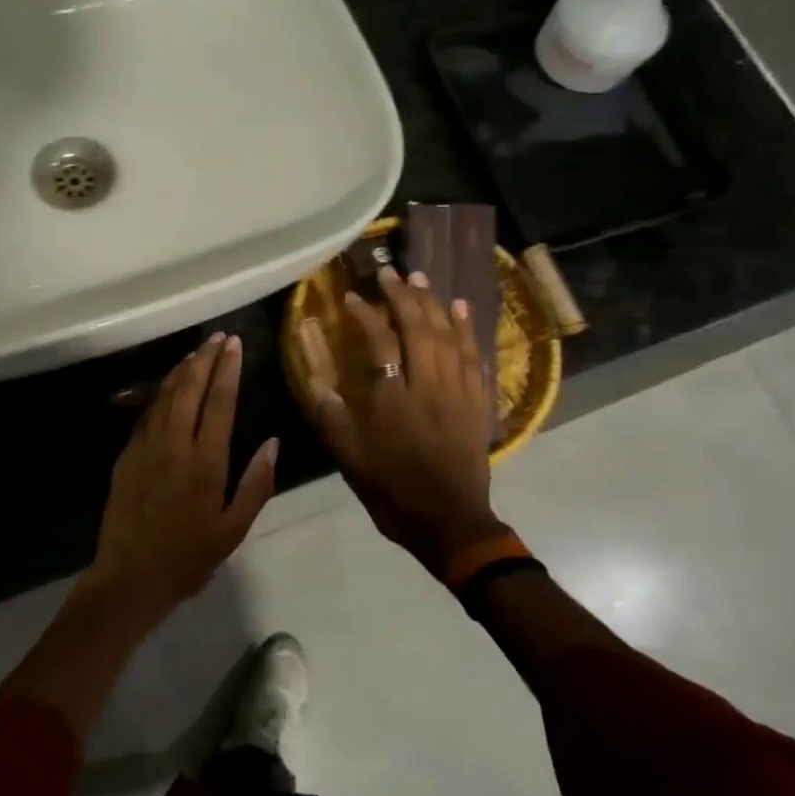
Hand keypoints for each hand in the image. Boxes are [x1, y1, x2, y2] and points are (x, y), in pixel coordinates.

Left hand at [90, 332, 279, 613]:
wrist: (130, 578)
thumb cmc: (189, 557)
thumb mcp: (233, 529)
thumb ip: (256, 484)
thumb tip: (273, 443)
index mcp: (205, 462)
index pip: (219, 403)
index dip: (228, 370)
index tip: (234, 345)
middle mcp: (174, 445)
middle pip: (189, 389)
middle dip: (204, 359)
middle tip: (217, 338)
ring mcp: (146, 447)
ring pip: (164, 396)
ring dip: (181, 371)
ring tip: (195, 353)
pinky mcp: (127, 455)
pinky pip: (147, 414)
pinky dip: (160, 394)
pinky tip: (168, 388)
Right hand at [300, 266, 507, 574]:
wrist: (450, 522)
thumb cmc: (392, 490)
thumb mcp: (349, 458)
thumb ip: (331, 416)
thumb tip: (316, 379)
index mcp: (393, 398)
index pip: (380, 341)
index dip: (366, 315)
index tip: (353, 298)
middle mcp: (428, 386)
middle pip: (420, 328)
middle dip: (404, 296)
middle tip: (391, 273)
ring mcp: (458, 392)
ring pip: (450, 336)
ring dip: (435, 304)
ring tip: (423, 279)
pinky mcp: (478, 402)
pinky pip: (475, 356)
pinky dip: (468, 330)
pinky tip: (463, 310)